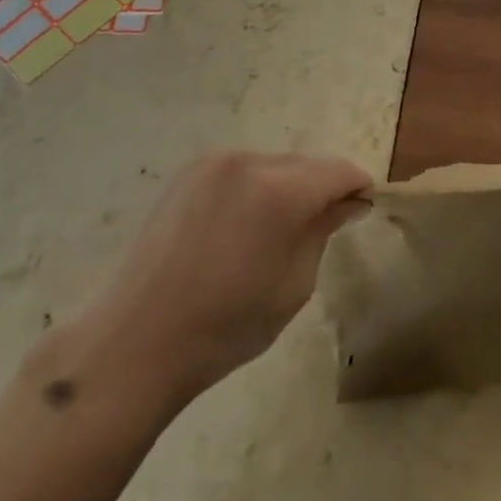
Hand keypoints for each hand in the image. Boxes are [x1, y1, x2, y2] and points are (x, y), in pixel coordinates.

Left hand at [78, 151, 370, 405]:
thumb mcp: (294, 286)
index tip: (362, 211)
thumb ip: (323, 231)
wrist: (138, 339)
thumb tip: (347, 202)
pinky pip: (239, 170)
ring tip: (275, 232)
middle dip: (321, 188)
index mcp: (280, 190)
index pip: (339, 171)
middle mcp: (248, 161)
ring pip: (272, 164)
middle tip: (323, 227)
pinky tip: (241, 227)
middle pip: (305, 163)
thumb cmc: (226, 326)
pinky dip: (253, 188)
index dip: (357, 188)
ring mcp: (212, 163)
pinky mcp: (187, 173)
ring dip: (286, 187)